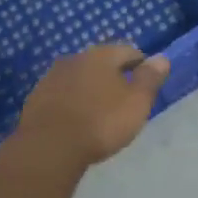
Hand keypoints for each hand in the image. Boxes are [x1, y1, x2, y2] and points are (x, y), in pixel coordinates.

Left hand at [10, 44, 168, 176]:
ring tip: (99, 110)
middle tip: (123, 97)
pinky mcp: (36, 98)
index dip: (140, 64)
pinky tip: (75, 119)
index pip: (128, 51)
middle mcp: (75, 58)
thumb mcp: (136, 103)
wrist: (49, 147)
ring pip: (78, 77)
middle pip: (100, 62)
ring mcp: (52, 77)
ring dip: (89, 88)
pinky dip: (71, 102)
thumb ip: (149, 79)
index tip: (146, 81)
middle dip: (113, 75)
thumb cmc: (101, 122)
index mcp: (101, 55)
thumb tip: (161, 58)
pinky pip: (61, 94)